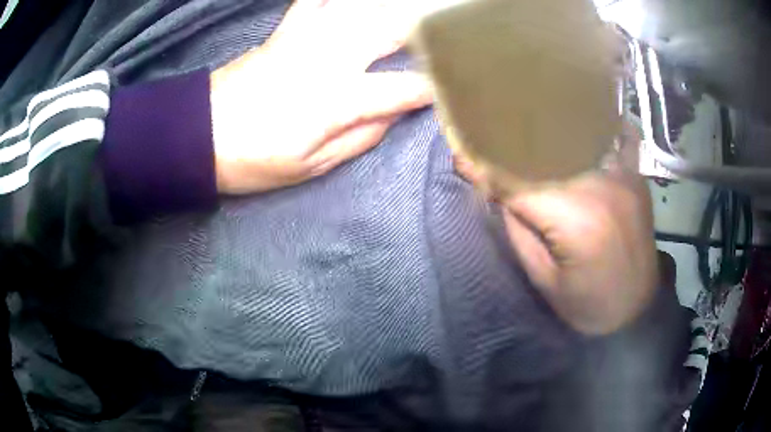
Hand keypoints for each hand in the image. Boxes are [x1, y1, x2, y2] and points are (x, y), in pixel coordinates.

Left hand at [210, 0, 450, 193]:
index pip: (405, 87)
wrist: (198, 135)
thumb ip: (361, 137)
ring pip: (361, 7)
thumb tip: (393, 114)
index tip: (453, 90)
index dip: (434, 88)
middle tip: (447, 35)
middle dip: (428, 30)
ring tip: (415, 12)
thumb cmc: (253, 159)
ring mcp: (305, 37)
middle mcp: (330, 57)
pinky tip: (349, 1)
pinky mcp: (285, 30)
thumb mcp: (311, 166)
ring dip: (392, 7)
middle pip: (393, 30)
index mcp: (338, 99)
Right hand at [455, 129, 658, 334]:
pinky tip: (585, 122)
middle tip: (489, 141)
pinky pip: (620, 137)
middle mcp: (601, 186)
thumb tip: (495, 189)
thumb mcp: (543, 279)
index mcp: (575, 219)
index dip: (485, 168)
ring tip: (529, 130)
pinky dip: (602, 127)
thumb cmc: (589, 305)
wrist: (636, 311)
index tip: (460, 153)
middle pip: (546, 152)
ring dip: (550, 135)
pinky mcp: (636, 177)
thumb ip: (519, 228)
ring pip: (578, 138)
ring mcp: (623, 176)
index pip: (519, 183)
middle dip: (513, 148)